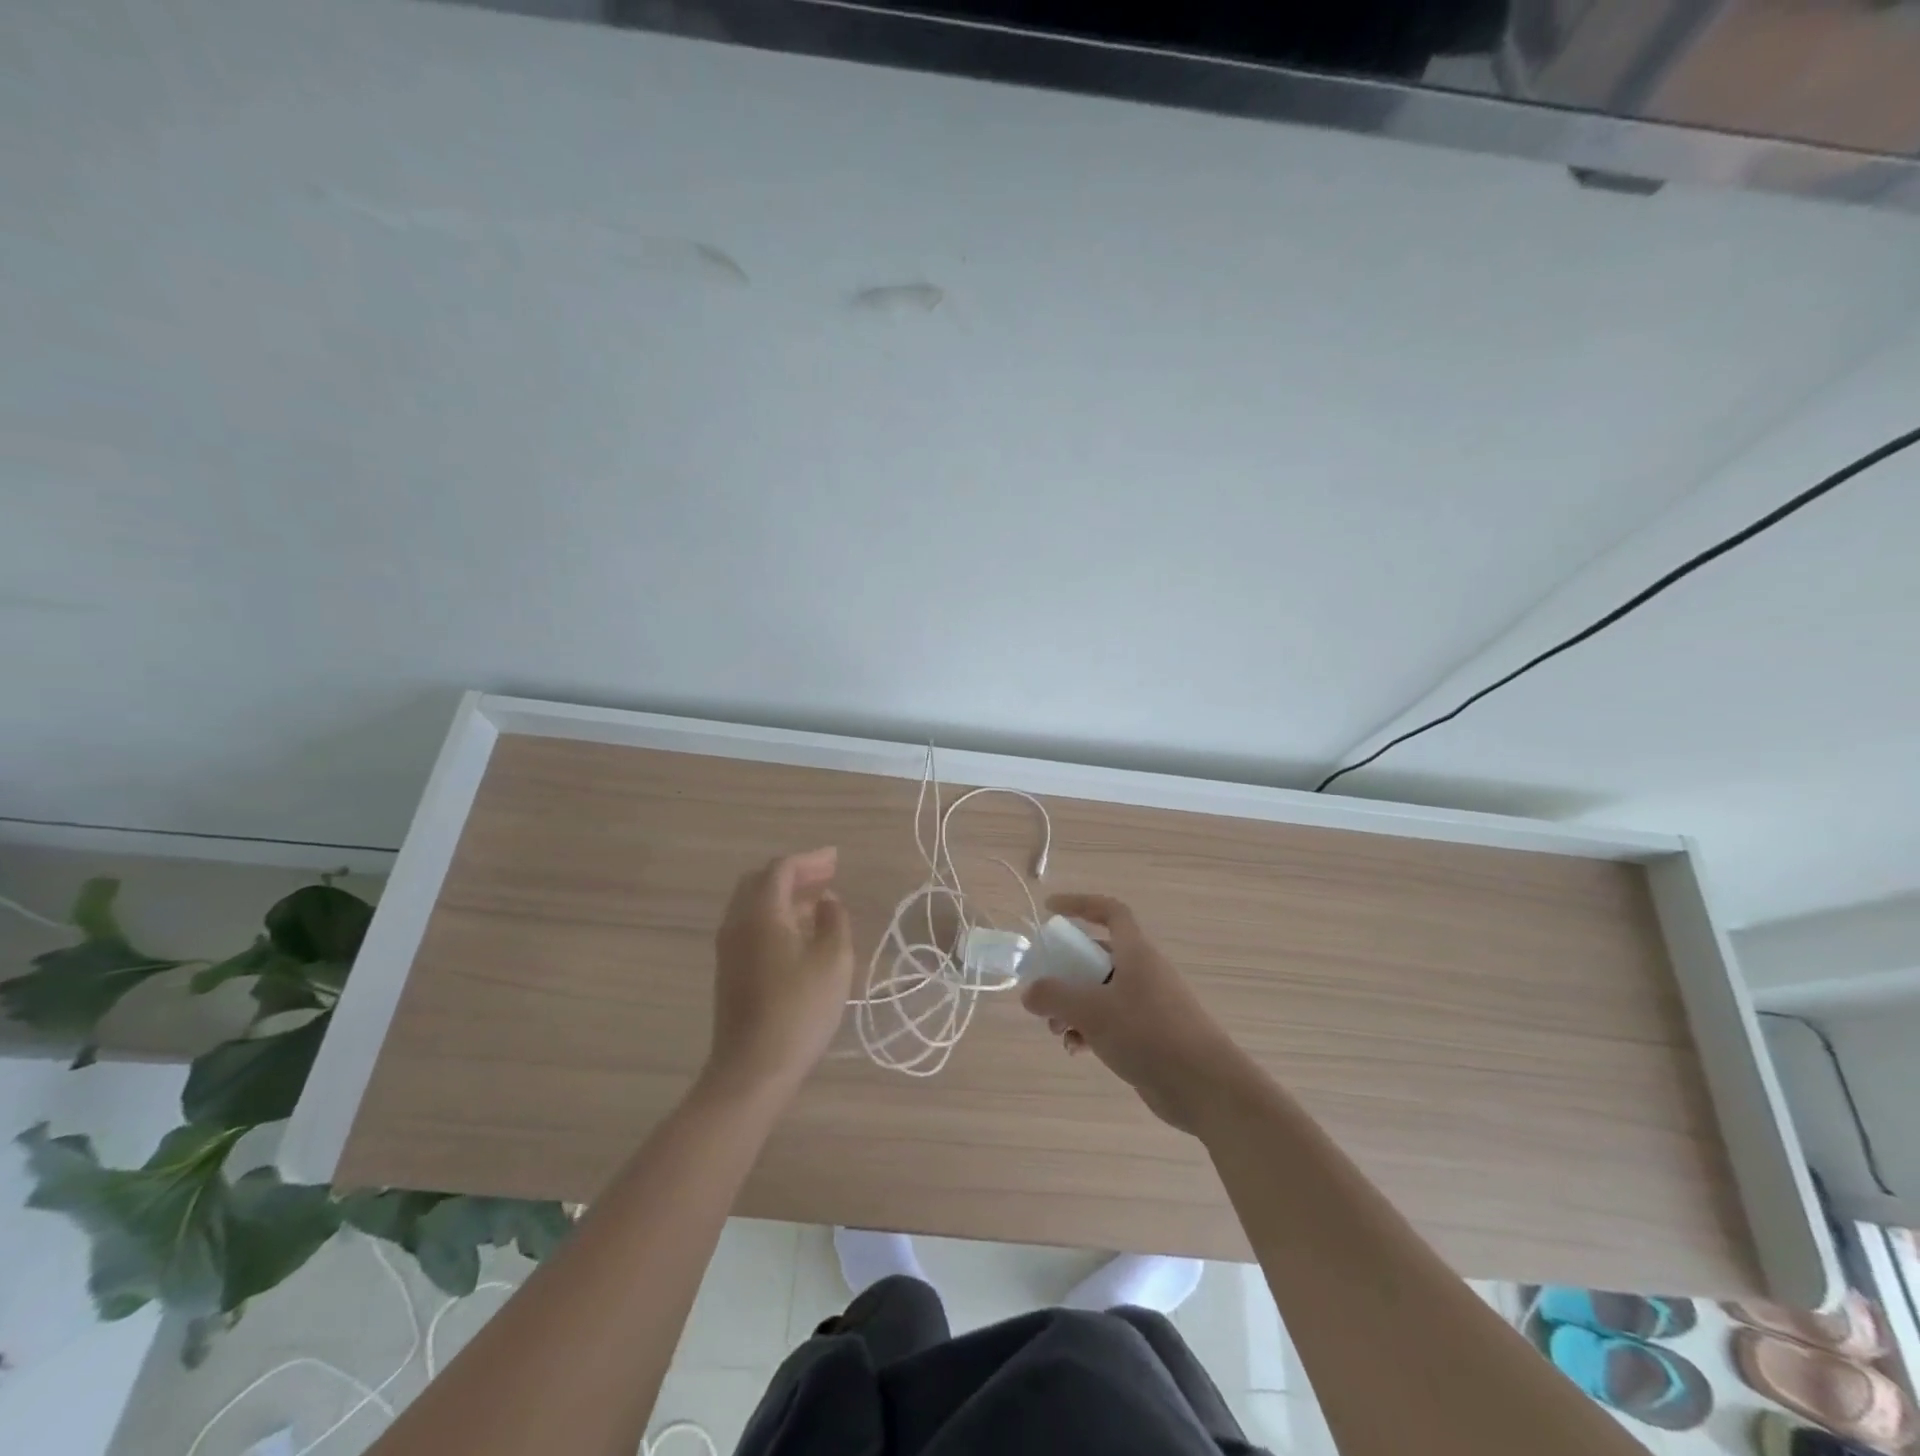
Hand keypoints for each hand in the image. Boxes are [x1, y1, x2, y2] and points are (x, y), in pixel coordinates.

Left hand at [705, 848, 854, 1099]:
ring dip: (784, 895)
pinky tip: (798, 932)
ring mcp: (729, 948)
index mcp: (761, 913)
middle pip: (761, 881)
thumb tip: (826, 901)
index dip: (810, 860)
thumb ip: (834, 920)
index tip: (836, 859)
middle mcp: (737, 923)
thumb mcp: (833, 960)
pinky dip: (775, 915)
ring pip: (753, 904)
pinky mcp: (730, 970)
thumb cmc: (800, 1010)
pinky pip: (750, 925)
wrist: (753, 1068)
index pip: (781, 869)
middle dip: (795, 874)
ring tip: (818, 902)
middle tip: (826, 877)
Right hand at [1020, 893, 1250, 1134]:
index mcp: (1136, 953)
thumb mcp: (1093, 1011)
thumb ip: (1055, 997)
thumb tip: (1030, 992)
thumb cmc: (1149, 1034)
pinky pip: (1113, 1021)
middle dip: (1066, 972)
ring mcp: (1149, 1004)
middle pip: (1098, 956)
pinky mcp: (1151, 1035)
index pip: (1109, 911)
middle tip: (1044, 991)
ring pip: (1102, 993)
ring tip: (1057, 1031)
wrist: (1205, 1087)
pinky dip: (1091, 1030)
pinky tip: (1077, 1050)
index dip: (1080, 904)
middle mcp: (1144, 972)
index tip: (1050, 910)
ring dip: (1074, 1006)